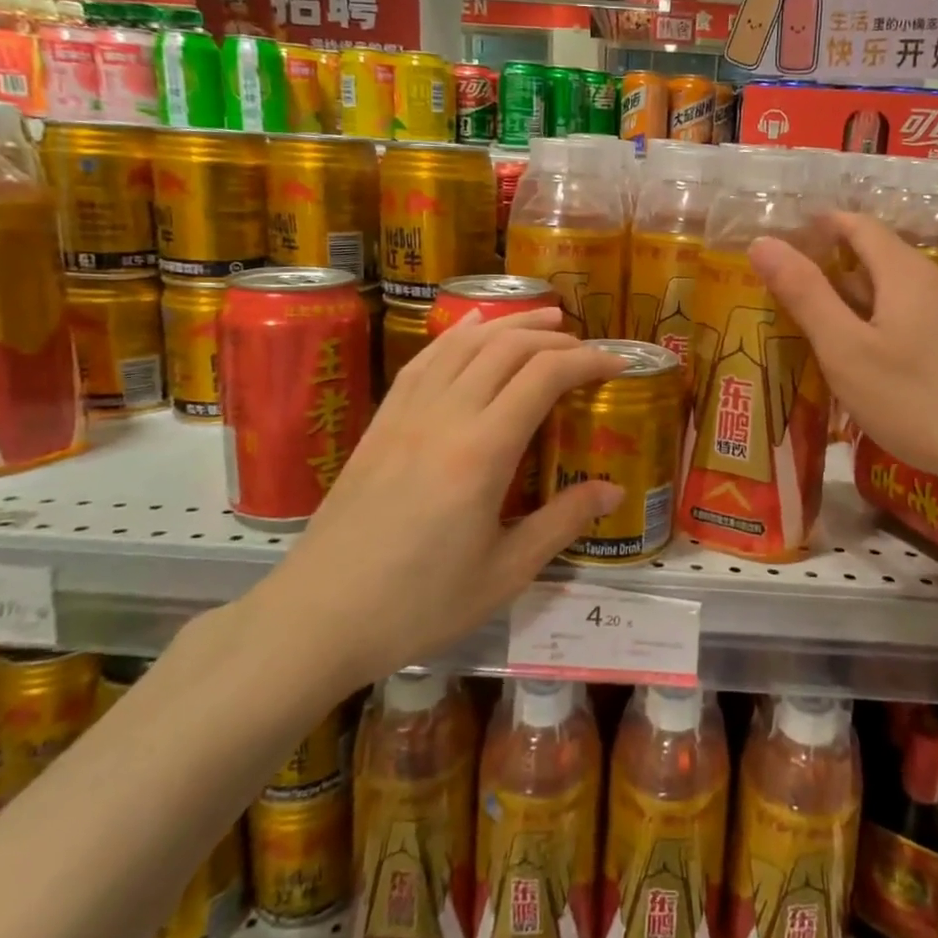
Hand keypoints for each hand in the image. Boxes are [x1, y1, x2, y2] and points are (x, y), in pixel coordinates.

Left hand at [256, 308, 626, 685]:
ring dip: (510, 324)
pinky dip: (457, 335)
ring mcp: (406, 414)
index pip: (544, 377)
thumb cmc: (418, 604)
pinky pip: (424, 361)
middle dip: (555, 338)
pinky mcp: (380, 423)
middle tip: (588, 348)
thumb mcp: (504, 573)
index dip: (588, 361)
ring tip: (545, 318)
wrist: (318, 618)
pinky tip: (473, 328)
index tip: (619, 364)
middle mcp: (445, 417)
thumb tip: (612, 489)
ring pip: (465, 345)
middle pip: (507, 349)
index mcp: (482, 452)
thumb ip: (561, 523)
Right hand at [749, 211, 937, 496]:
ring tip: (832, 330)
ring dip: (865, 301)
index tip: (791, 234)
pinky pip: (923, 320)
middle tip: (797, 292)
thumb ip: (805, 295)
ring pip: (904, 294)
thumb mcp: (846, 351)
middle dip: (839, 267)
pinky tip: (883, 363)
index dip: (824, 224)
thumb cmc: (919, 401)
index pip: (860, 226)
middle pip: (883, 259)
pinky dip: (891, 325)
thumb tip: (763, 242)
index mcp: (906, 274)